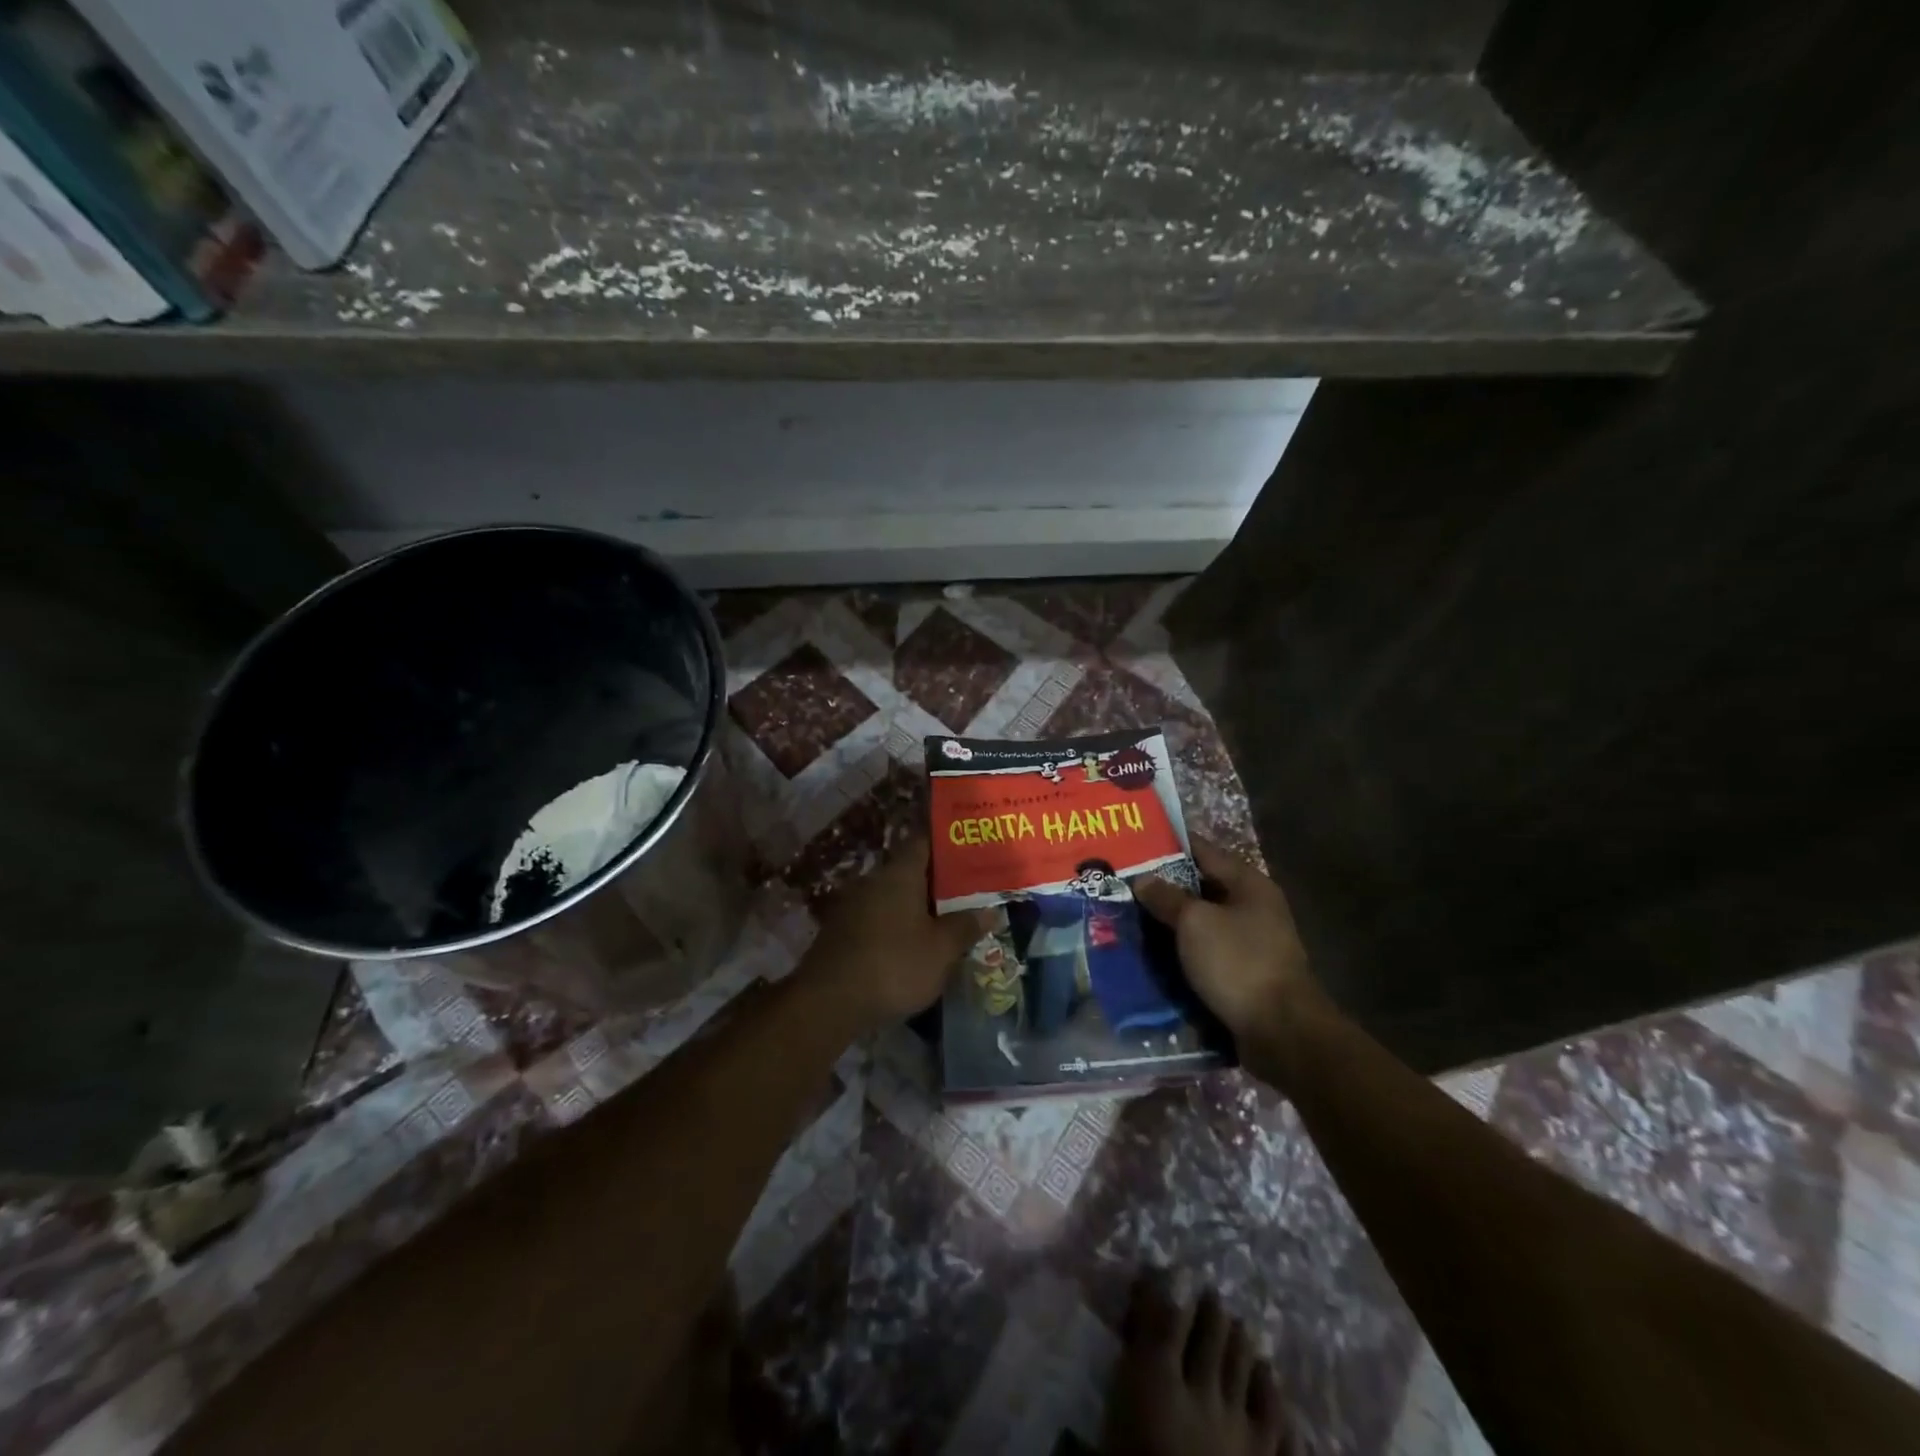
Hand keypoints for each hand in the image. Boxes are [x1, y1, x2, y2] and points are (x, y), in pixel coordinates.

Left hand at [804, 839, 988, 1033]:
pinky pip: (879, 917)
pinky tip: (913, 943)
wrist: (828, 1001)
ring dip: (917, 905)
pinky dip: (898, 924)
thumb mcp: (941, 950)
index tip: (970, 847)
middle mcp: (874, 880)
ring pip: (894, 896)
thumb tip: (990, 910)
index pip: (925, 841)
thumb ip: (966, 926)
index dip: (948, 842)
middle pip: (911, 870)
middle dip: (938, 880)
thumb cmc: (894, 965)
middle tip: (969, 890)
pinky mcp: (841, 931)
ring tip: (946, 919)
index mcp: (900, 873)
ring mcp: (853, 905)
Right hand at [1134, 835, 1322, 1050]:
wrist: (1281, 1032)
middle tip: (1122, 884)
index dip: (1167, 845)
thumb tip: (1142, 879)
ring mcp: (1251, 942)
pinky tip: (1151, 955)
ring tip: (1128, 918)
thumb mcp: (1195, 923)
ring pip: (1201, 923)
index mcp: (1248, 883)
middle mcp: (1253, 907)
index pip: (1202, 851)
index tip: (1133, 844)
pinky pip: (1205, 953)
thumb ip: (1166, 897)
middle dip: (1163, 888)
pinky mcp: (1244, 973)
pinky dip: (1181, 952)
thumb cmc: (1238, 962)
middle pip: (1200, 887)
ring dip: (1170, 923)